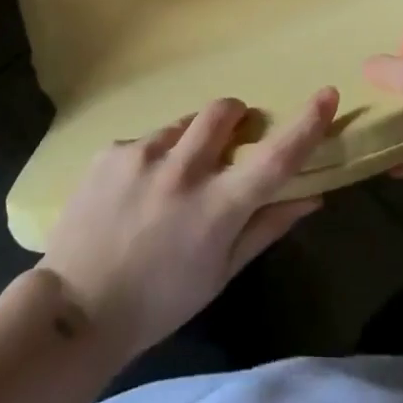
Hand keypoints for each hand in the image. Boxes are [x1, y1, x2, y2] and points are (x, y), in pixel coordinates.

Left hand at [39, 88, 337, 359]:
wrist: (74, 308)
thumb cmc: (159, 302)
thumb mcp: (220, 273)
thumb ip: (267, 227)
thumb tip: (312, 196)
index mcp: (216, 207)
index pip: (274, 158)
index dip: (306, 124)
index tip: (327, 93)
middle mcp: (182, 170)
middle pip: (223, 111)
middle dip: (236, 116)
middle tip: (231, 139)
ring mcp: (142, 155)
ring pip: (182, 124)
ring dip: (189, 141)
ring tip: (171, 181)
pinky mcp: (111, 151)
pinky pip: (145, 140)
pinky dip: (152, 157)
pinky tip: (136, 192)